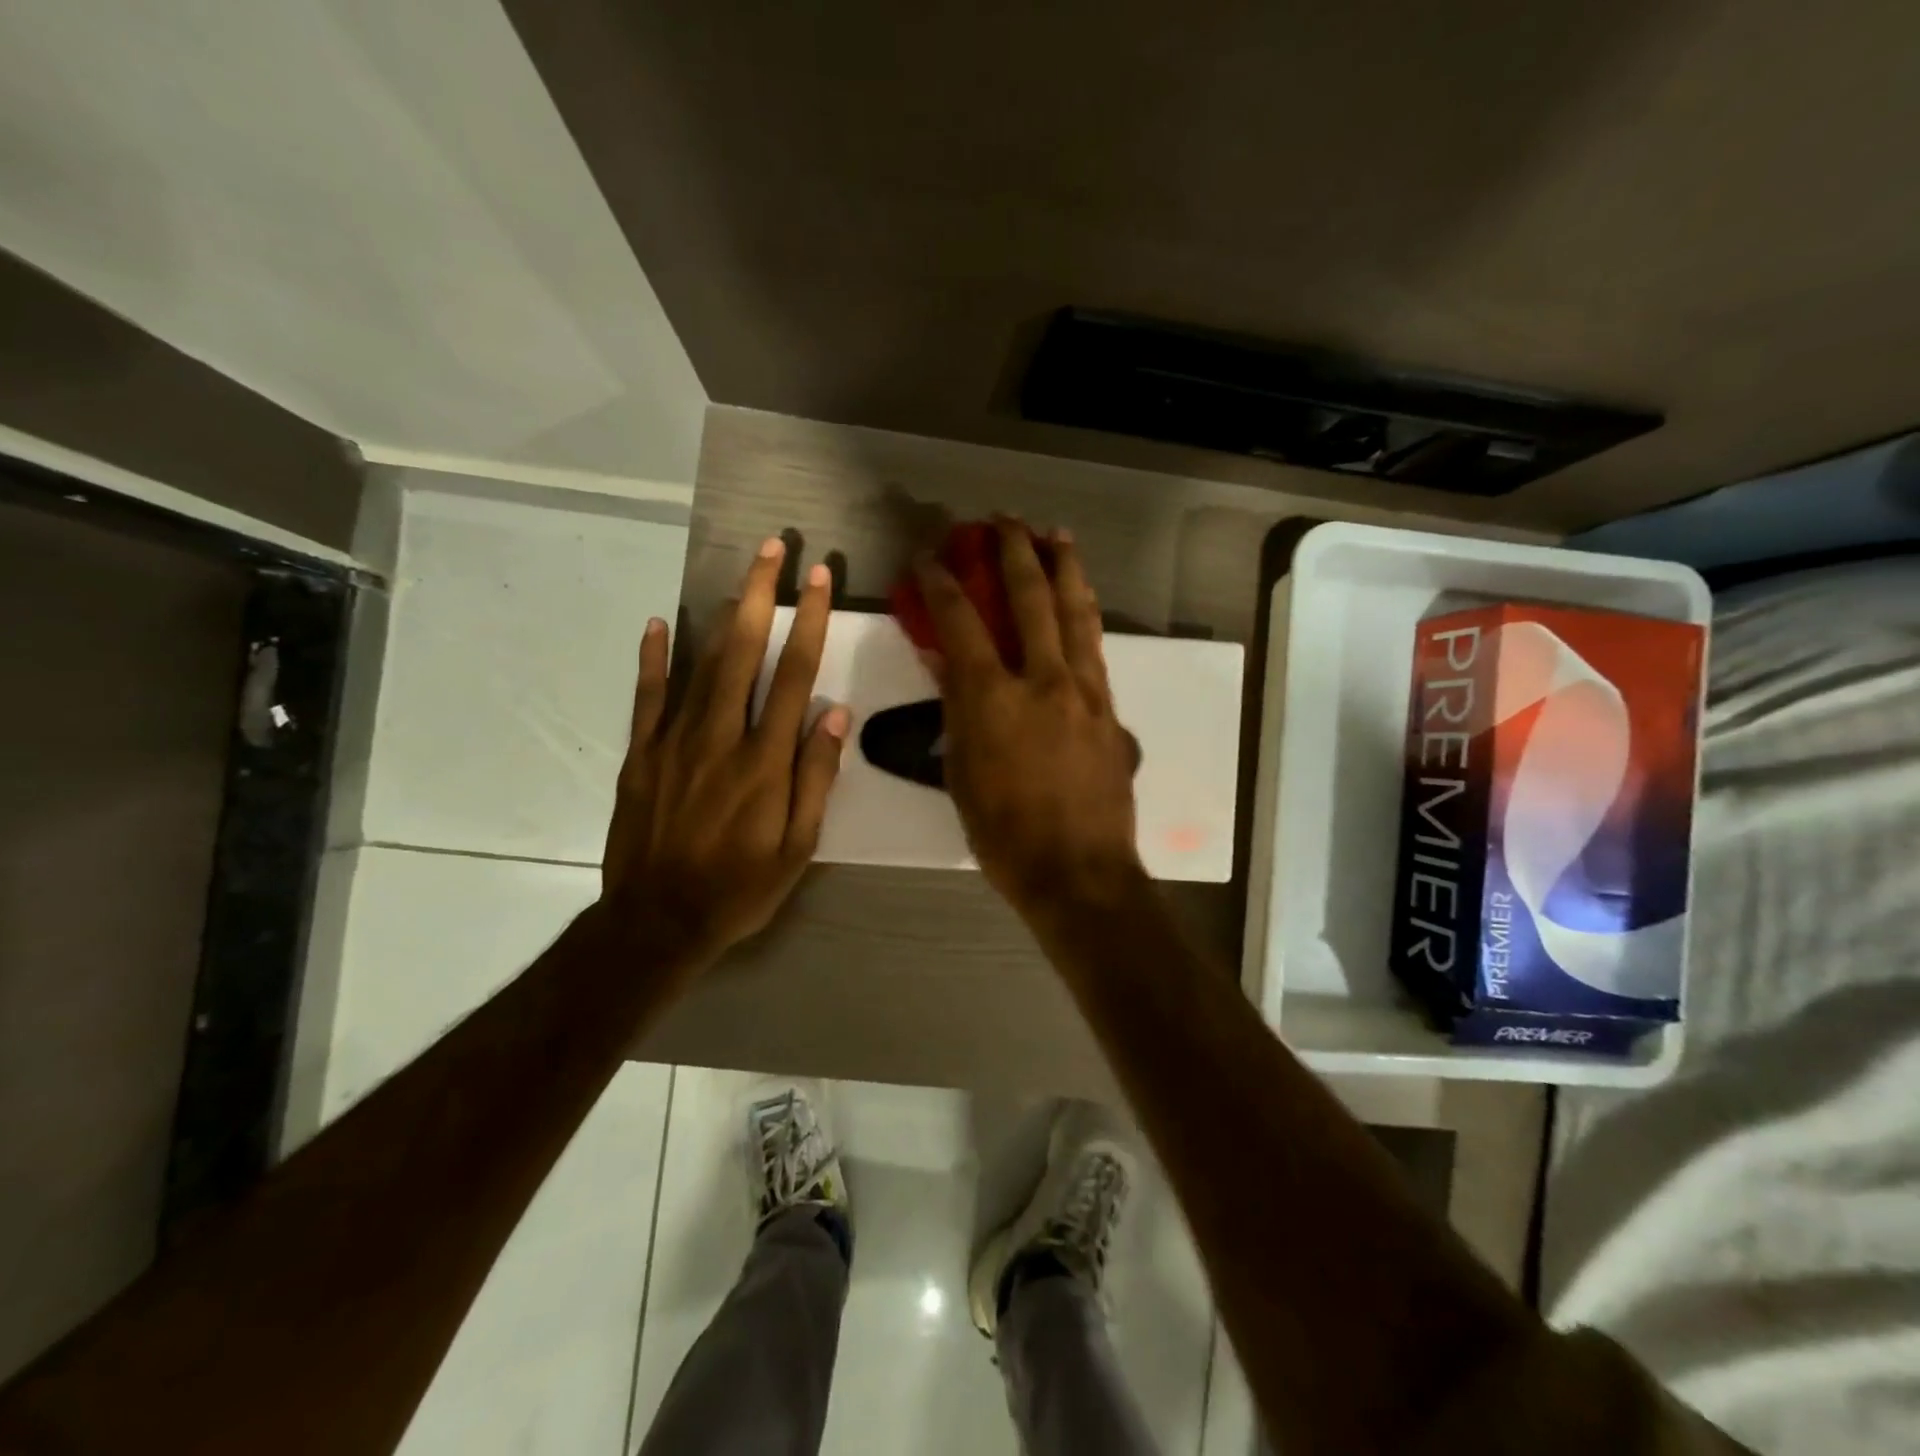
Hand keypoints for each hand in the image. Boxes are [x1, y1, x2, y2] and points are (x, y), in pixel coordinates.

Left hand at [601, 538, 847, 970]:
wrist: (657, 922)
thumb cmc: (740, 888)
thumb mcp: (798, 847)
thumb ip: (816, 777)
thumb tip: (835, 713)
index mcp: (765, 760)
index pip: (794, 675)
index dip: (809, 622)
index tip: (818, 579)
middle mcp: (721, 737)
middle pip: (744, 652)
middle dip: (761, 595)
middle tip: (772, 548)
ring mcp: (674, 742)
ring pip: (701, 664)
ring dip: (722, 615)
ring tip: (739, 575)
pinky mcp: (640, 755)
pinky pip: (647, 697)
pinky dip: (653, 659)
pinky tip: (657, 623)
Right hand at [916, 519, 1143, 916]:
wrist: (1079, 873)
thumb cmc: (1005, 835)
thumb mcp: (962, 774)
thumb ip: (956, 712)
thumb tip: (947, 664)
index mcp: (993, 699)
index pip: (961, 623)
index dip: (941, 584)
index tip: (930, 557)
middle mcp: (1043, 681)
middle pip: (1031, 598)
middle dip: (1014, 551)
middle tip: (1004, 521)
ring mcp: (1084, 692)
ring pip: (1076, 613)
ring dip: (1064, 568)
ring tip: (1056, 536)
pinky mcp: (1109, 709)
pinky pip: (1095, 648)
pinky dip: (1084, 614)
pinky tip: (1081, 602)